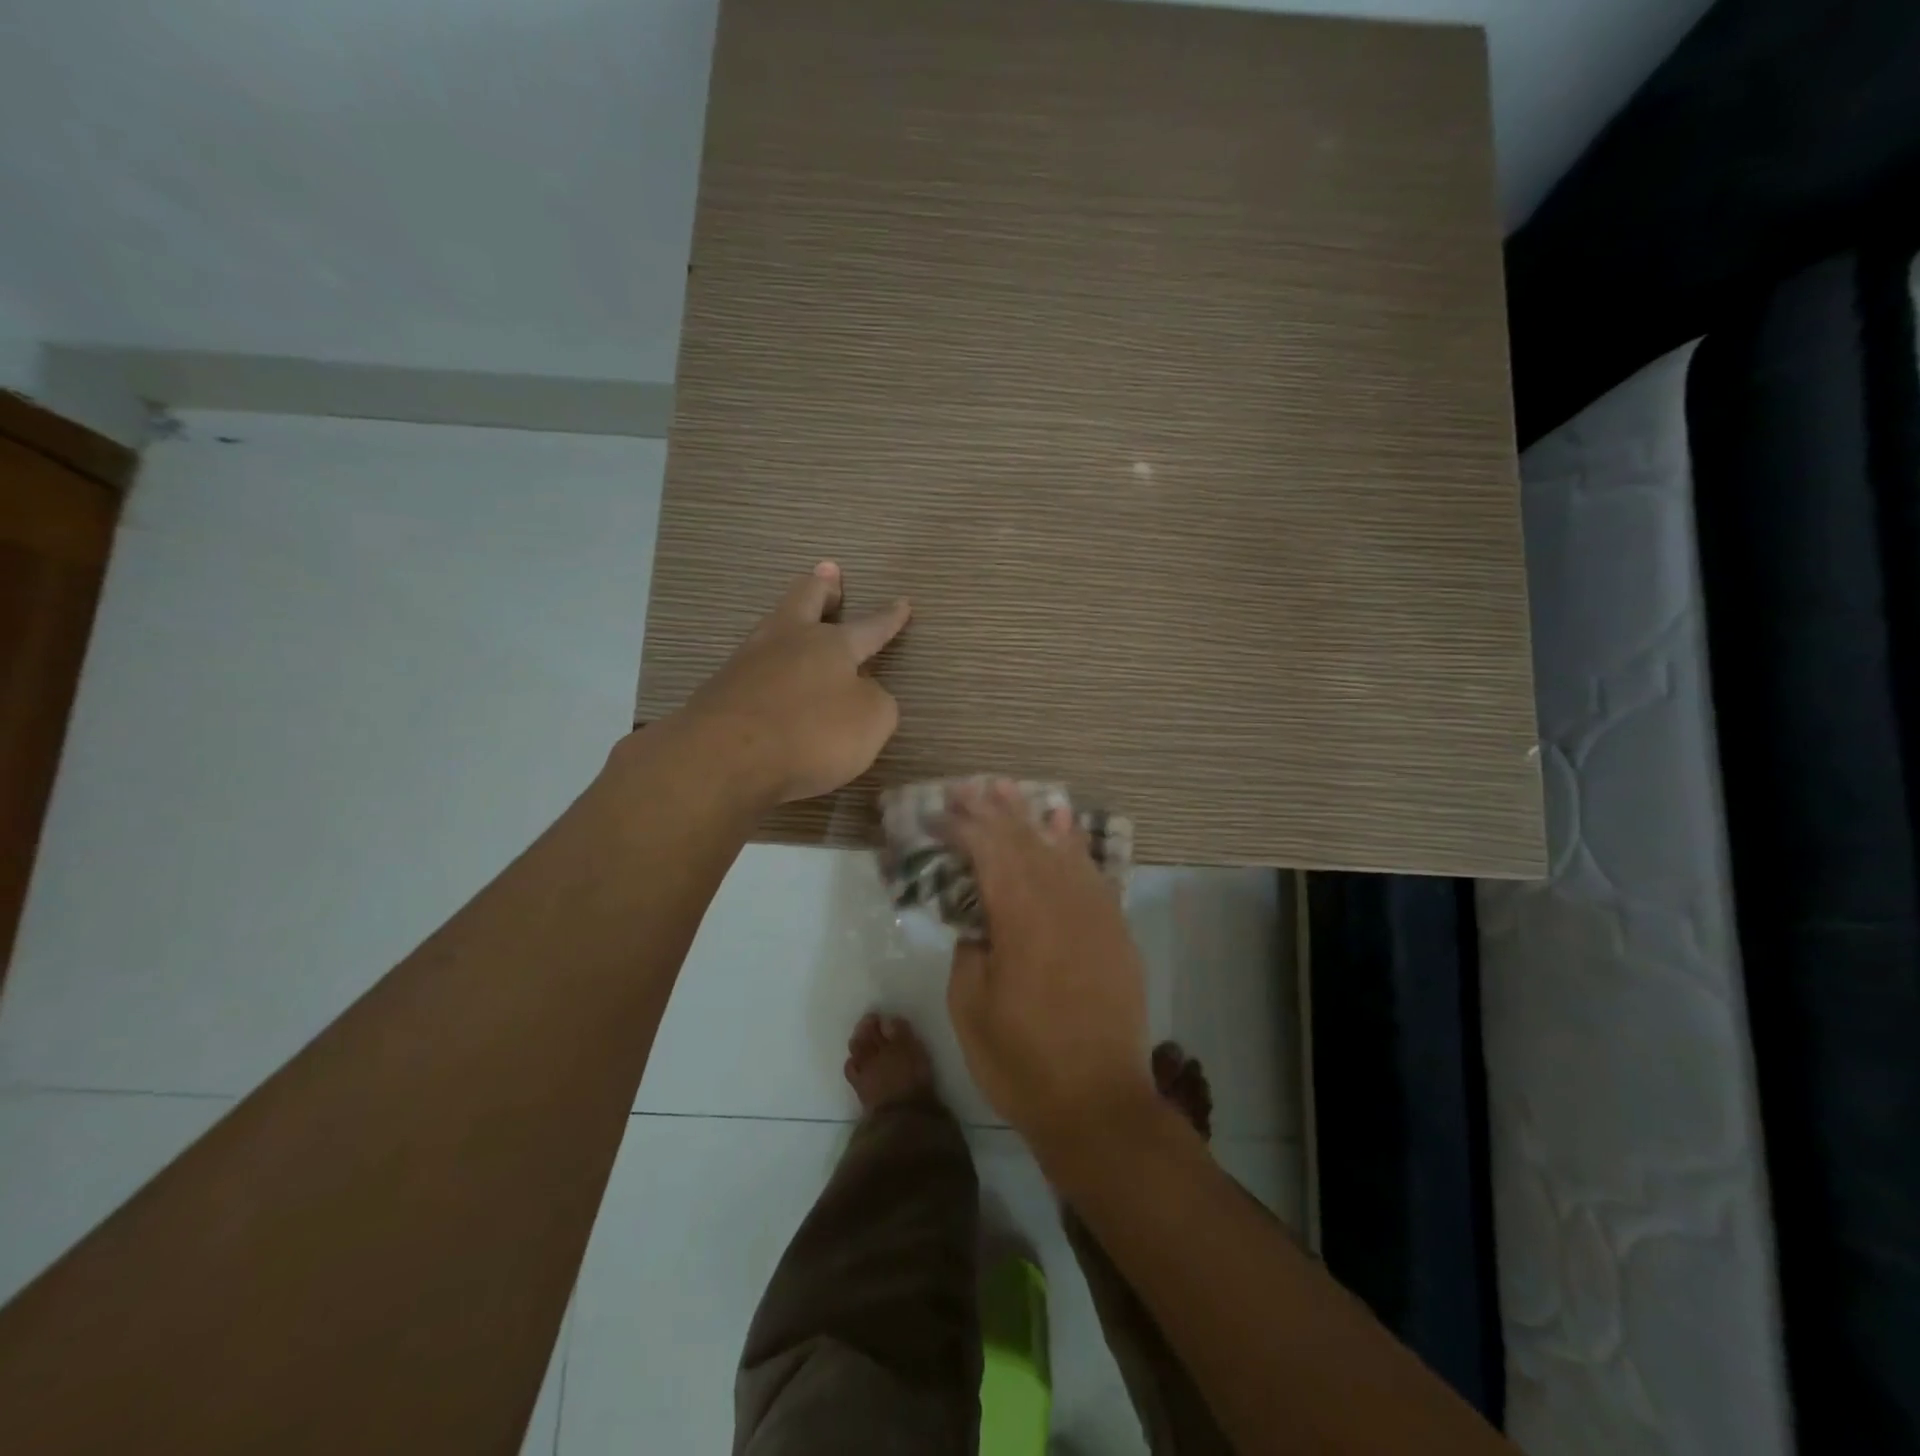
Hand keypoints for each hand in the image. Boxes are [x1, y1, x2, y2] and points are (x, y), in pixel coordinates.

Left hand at [679, 561, 910, 807]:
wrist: (723, 757)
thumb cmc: (811, 734)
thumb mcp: (871, 722)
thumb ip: (876, 702)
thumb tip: (861, 691)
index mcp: (832, 645)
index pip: (869, 627)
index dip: (888, 618)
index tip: (902, 602)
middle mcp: (788, 641)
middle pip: (804, 599)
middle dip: (822, 587)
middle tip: (829, 574)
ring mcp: (748, 662)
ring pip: (773, 627)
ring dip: (789, 620)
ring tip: (797, 622)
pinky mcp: (721, 690)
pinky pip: (753, 666)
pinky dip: (768, 664)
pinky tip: (770, 675)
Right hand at [944, 780, 1156, 1146]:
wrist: (1098, 1104)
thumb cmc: (1021, 1061)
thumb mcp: (970, 1006)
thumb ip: (971, 947)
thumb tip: (979, 918)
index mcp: (1019, 918)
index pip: (987, 852)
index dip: (961, 826)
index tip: (936, 813)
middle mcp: (1060, 902)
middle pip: (1022, 840)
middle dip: (991, 810)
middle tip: (965, 786)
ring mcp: (1094, 912)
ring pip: (1058, 847)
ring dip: (1029, 816)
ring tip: (1006, 788)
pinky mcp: (1114, 929)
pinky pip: (1091, 871)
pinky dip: (1073, 843)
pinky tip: (1062, 822)